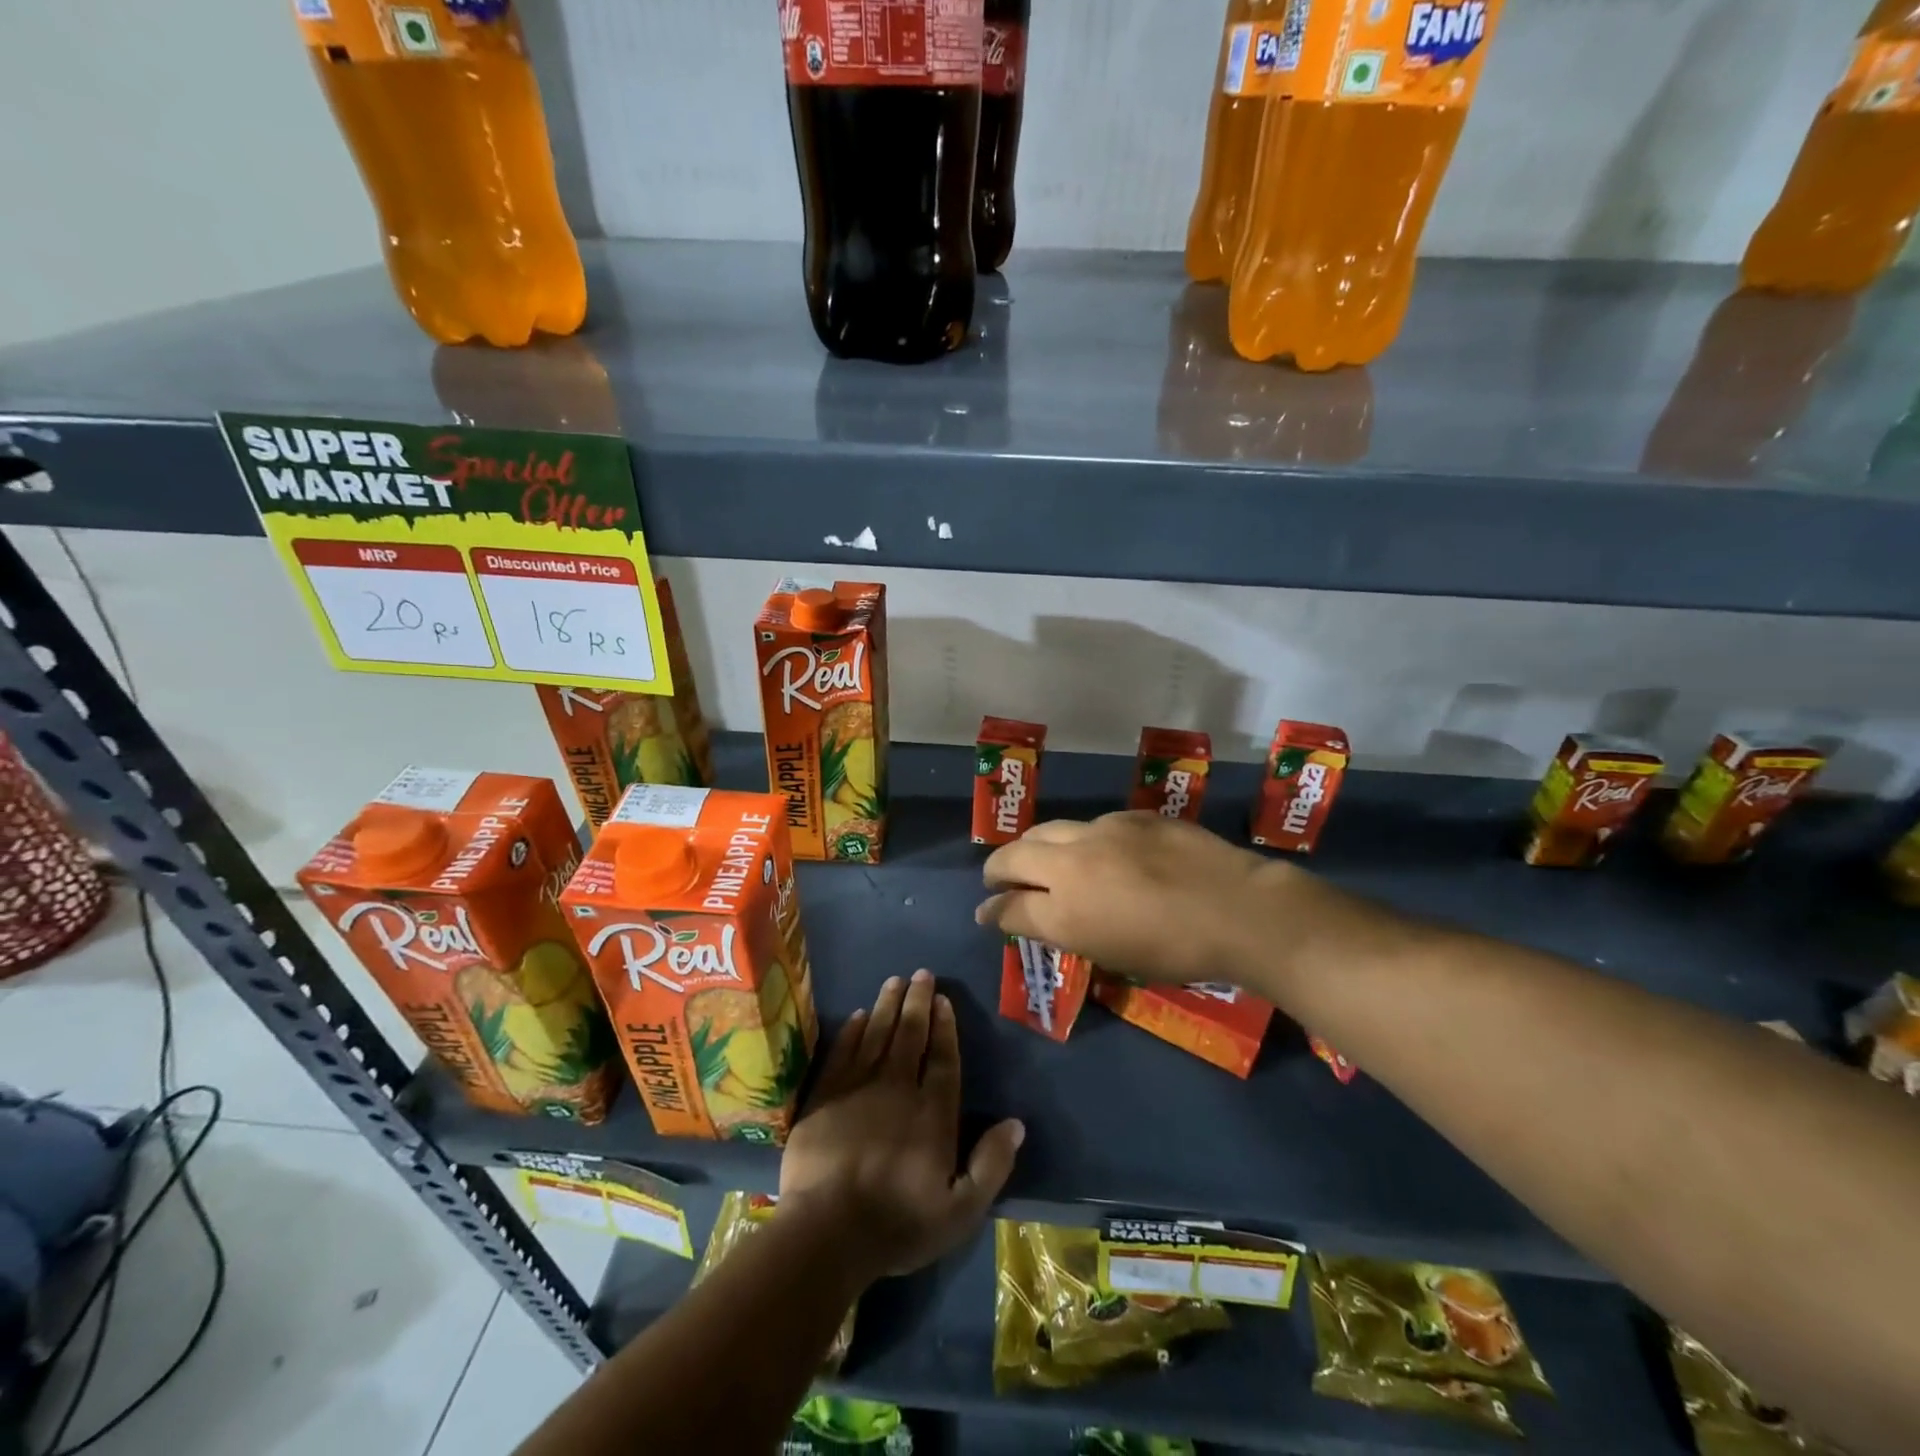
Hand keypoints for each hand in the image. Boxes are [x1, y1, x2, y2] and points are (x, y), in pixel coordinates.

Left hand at [779, 971, 1023, 1283]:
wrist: (826, 1232)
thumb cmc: (897, 1225)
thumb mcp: (959, 1211)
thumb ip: (990, 1165)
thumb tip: (1016, 1124)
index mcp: (932, 1114)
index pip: (943, 1059)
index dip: (944, 1027)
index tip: (943, 1000)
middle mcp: (898, 1089)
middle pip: (910, 1035)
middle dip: (917, 1002)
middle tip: (921, 974)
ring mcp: (858, 1088)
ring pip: (877, 1034)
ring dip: (888, 1005)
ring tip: (895, 980)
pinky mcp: (825, 1096)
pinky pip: (843, 1051)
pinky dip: (853, 1030)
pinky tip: (860, 1014)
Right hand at [975, 812, 1295, 986]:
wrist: (1239, 909)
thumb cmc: (1175, 951)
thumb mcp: (1109, 952)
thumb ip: (1062, 931)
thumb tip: (1027, 918)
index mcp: (1065, 910)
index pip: (1009, 908)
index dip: (992, 912)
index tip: (985, 914)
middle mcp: (1072, 863)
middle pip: (1014, 856)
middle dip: (997, 869)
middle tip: (998, 880)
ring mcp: (1102, 832)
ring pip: (1049, 831)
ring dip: (1035, 848)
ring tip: (1041, 861)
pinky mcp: (1132, 816)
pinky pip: (1091, 826)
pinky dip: (1080, 841)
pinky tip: (1100, 853)